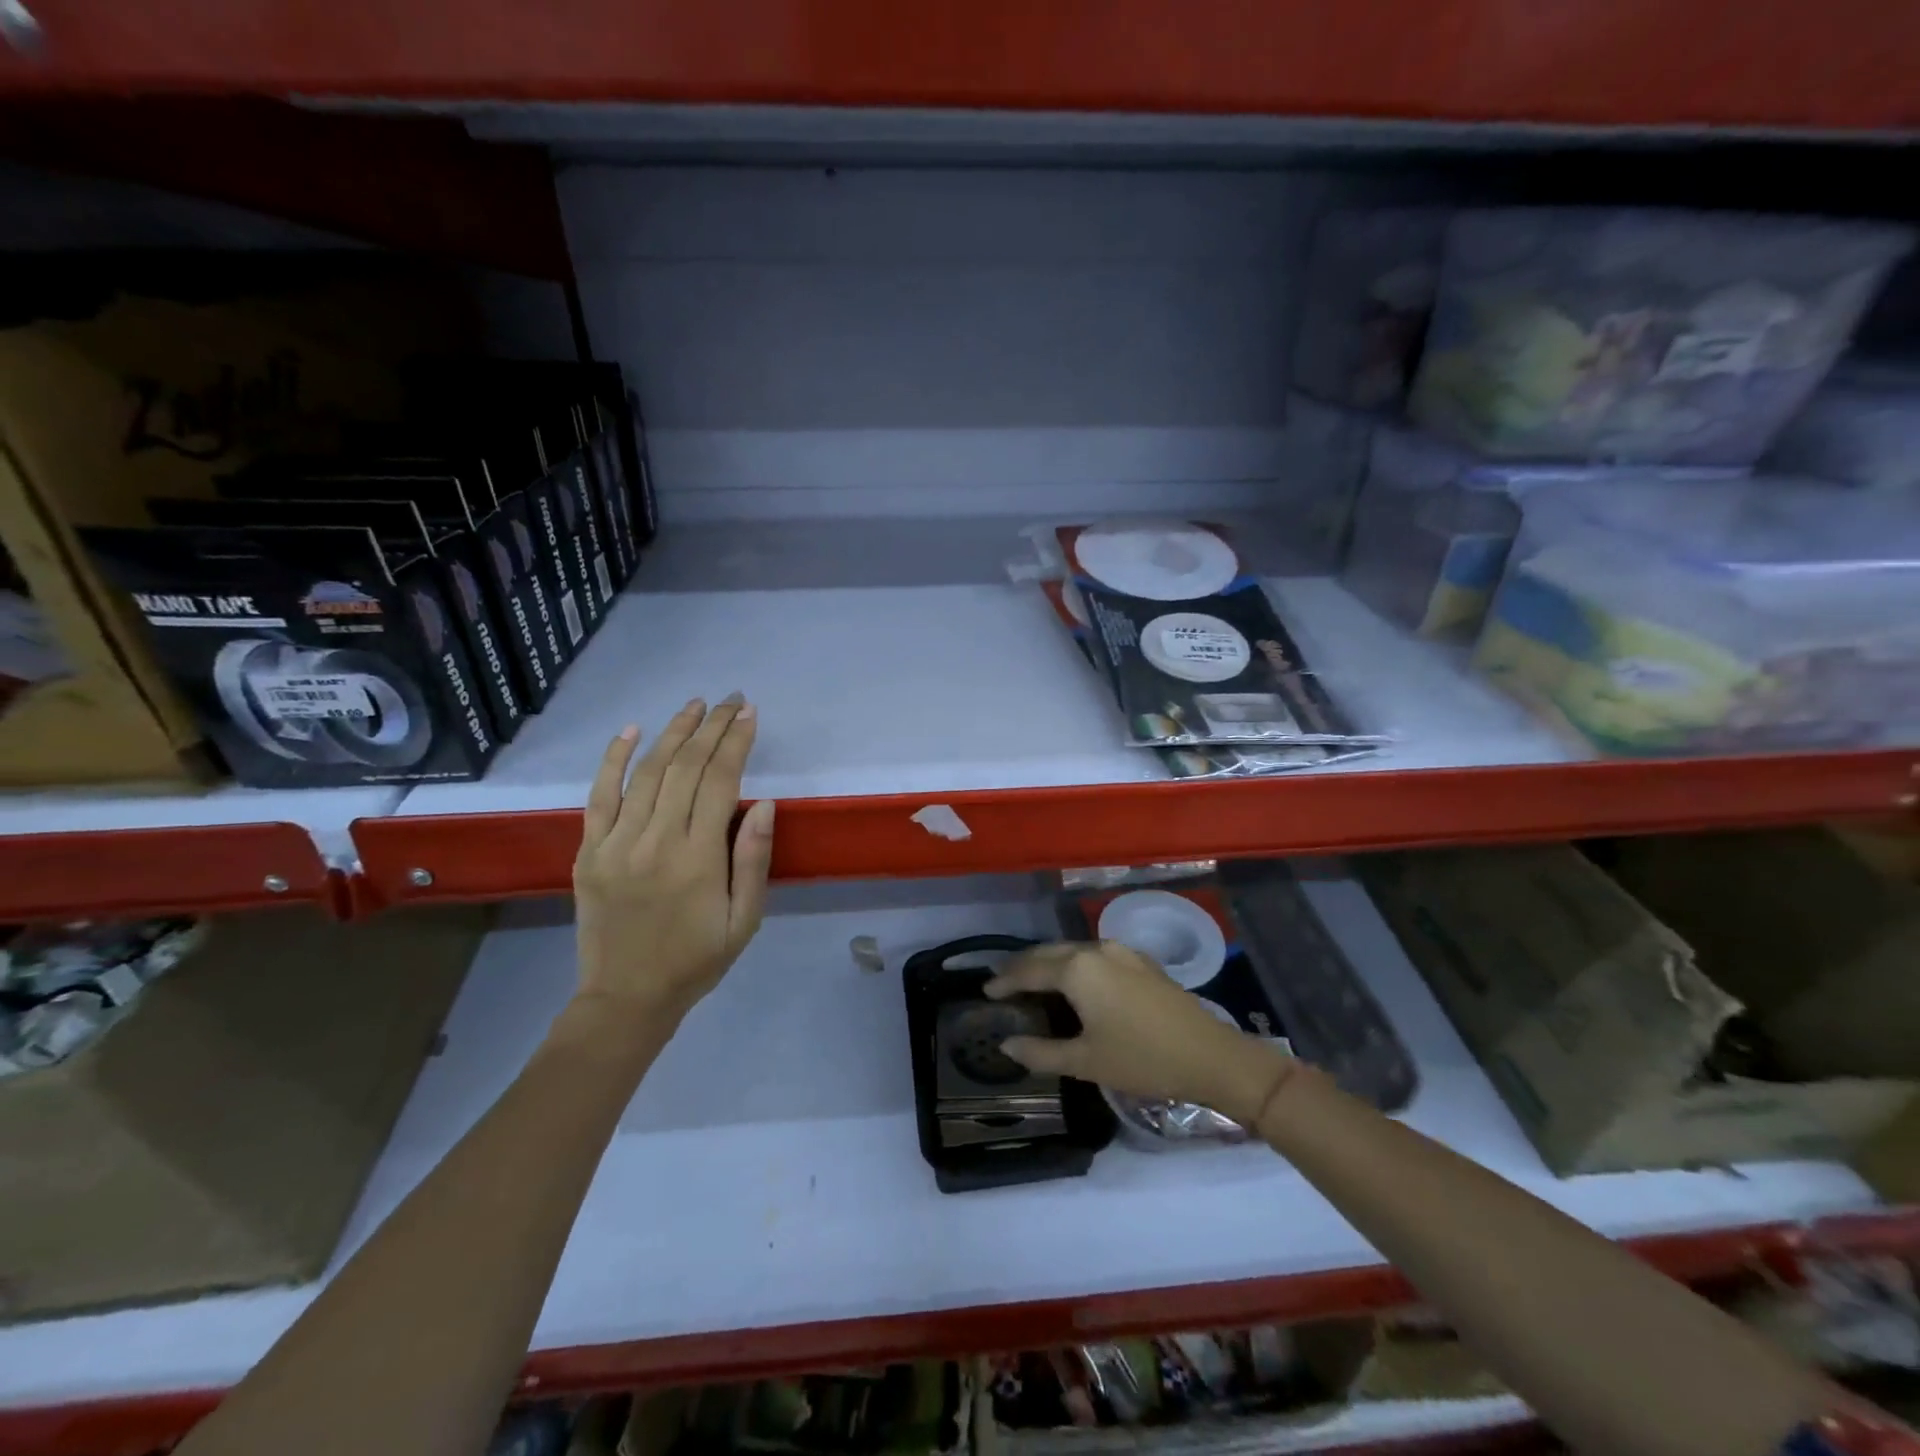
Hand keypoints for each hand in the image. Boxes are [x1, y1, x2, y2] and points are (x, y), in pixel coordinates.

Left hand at [572, 695, 775, 1027]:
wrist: (627, 998)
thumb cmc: (697, 960)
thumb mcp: (745, 920)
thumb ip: (753, 860)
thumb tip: (763, 803)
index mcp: (699, 858)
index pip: (720, 781)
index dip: (735, 742)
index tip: (749, 713)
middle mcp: (656, 841)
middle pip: (685, 767)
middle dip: (711, 727)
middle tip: (729, 700)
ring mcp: (616, 843)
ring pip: (647, 773)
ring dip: (673, 733)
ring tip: (694, 706)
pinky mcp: (589, 851)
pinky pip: (599, 796)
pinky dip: (613, 759)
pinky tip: (631, 730)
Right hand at [986, 941, 1291, 1126]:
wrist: (1211, 1056)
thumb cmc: (1142, 1060)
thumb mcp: (1085, 1062)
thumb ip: (1041, 1051)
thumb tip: (1007, 1045)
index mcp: (1077, 969)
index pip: (1029, 970)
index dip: (1005, 981)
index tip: (985, 991)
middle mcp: (1096, 949)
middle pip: (1049, 952)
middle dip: (1024, 965)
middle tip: (1003, 982)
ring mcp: (1122, 952)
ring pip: (1073, 950)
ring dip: (1050, 962)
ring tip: (1033, 981)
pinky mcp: (1141, 961)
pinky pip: (1094, 956)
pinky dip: (1074, 965)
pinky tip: (1074, 983)